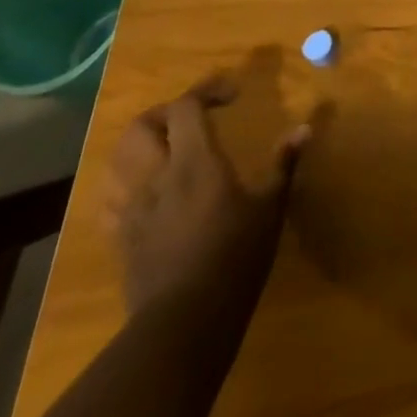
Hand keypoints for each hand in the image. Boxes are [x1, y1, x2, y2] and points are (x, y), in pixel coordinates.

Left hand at [101, 74, 310, 315]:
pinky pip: (110, 199)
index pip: (186, 106)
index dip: (206, 90)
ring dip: (140, 145)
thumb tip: (305, 127)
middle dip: (165, 112)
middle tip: (193, 118)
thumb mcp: (270, 208)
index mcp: (194, 161)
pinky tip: (146, 191)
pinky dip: (124, 183)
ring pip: (117, 160)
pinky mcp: (121, 239)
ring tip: (166, 149)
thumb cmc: (235, 259)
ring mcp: (133, 209)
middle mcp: (157, 176)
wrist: (183, 325)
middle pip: (141, 126)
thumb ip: (283, 164)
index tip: (232, 95)